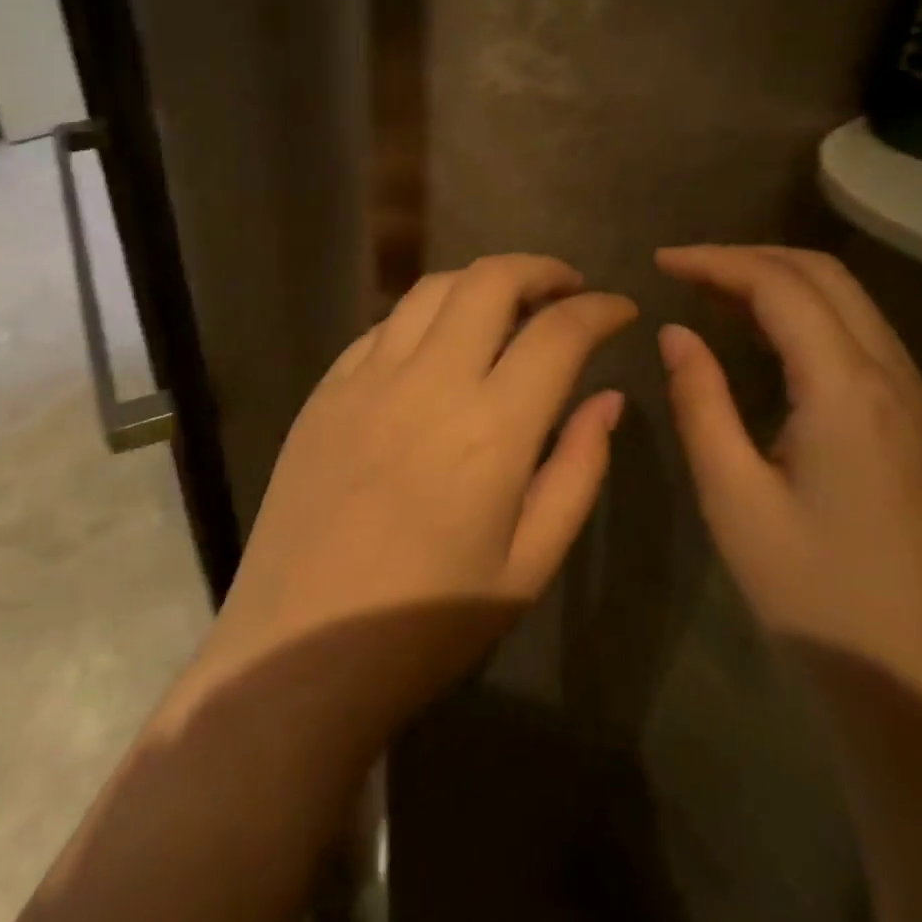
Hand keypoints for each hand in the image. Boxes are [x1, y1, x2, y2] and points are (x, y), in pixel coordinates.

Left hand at [195, 254, 636, 741]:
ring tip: (506, 306)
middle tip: (566, 289)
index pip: (559, 332)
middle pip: (491, 280)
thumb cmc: (428, 624)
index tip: (621, 310)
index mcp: (491, 428)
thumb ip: (578, 469)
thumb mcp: (530, 563)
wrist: (300, 652)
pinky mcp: (326, 388)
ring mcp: (367, 377)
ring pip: (433, 288)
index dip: (600, 309)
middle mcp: (429, 382)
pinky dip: (426, 316)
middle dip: (540, 269)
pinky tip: (437, 344)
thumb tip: (607, 398)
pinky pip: (384, 325)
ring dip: (481, 282)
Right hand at [656, 246, 921, 740]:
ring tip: (718, 300)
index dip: (716, 261)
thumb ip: (700, 403)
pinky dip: (812, 319)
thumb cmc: (817, 600)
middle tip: (688, 273)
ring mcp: (920, 404)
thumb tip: (676, 334)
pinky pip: (865, 341)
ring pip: (852, 304)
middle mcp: (896, 378)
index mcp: (849, 390)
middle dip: (751, 259)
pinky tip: (773, 349)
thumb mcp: (735, 500)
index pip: (780, 285)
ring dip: (784, 285)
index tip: (661, 262)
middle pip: (826, 276)